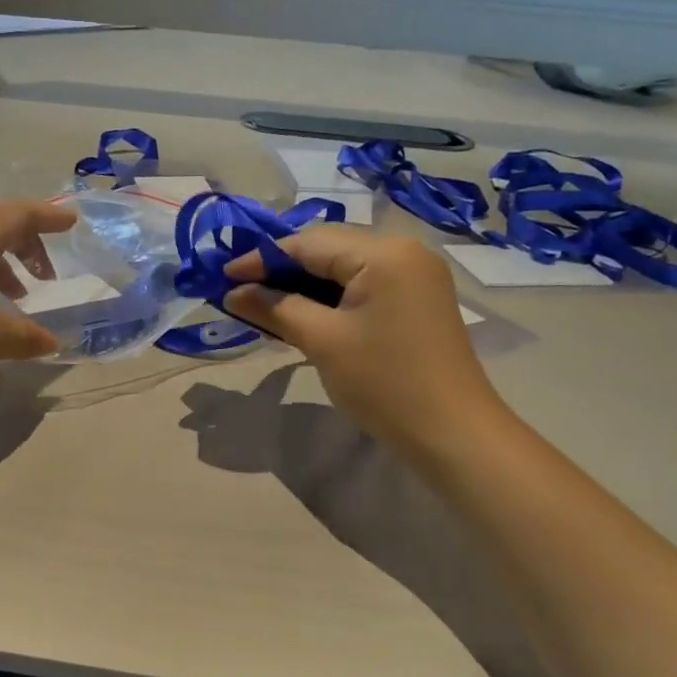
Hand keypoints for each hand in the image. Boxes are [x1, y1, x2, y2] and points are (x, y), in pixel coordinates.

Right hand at [222, 227, 504, 453]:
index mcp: (383, 252)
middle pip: (328, 249)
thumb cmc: (384, 383)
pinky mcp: (417, 299)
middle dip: (282, 270)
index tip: (223, 277)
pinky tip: (302, 314)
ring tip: (264, 305)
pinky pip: (363, 285)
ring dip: (304, 284)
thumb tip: (232, 292)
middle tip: (241, 292)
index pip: (308, 242)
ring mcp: (415, 275)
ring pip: (344, 267)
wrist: (453, 433)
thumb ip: (275, 308)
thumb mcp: (322, 341)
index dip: (261, 259)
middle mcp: (404, 250)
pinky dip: (330, 297)